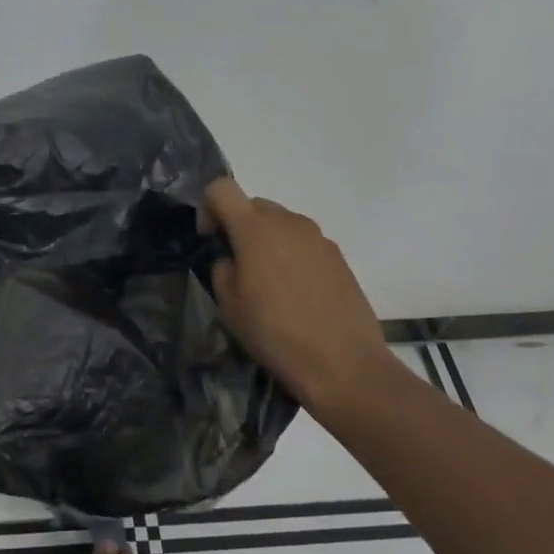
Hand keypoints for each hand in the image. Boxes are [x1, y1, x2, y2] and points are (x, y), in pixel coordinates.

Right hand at [202, 177, 389, 412]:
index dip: (208, 207)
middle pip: (253, 205)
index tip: (210, 239)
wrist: (345, 365)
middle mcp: (288, 222)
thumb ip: (222, 269)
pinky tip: (298, 294)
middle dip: (239, 226)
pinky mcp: (339, 256)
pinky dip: (293, 256)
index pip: (221, 188)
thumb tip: (232, 260)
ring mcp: (318, 237)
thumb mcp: (229, 308)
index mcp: (255, 229)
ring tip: (270, 283)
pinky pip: (304, 243)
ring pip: (281, 224)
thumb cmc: (277, 335)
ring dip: (268, 241)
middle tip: (238, 265)